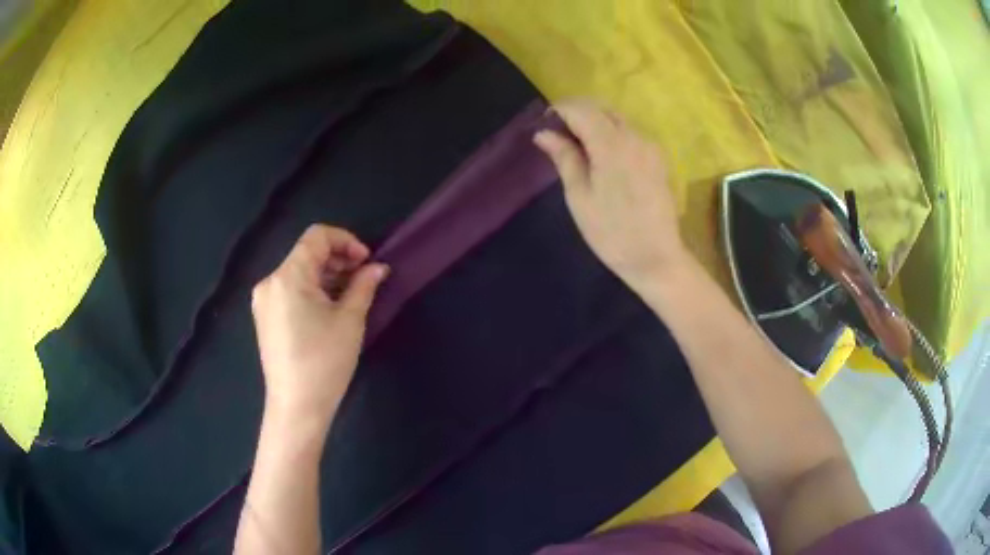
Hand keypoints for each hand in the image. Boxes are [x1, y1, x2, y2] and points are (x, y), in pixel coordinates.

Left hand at [251, 225, 388, 428]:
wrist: (297, 407)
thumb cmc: (324, 362)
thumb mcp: (349, 320)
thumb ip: (364, 286)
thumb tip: (378, 267)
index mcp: (288, 276)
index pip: (316, 237)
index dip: (346, 241)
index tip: (366, 262)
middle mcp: (270, 282)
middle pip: (306, 253)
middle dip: (338, 259)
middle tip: (364, 279)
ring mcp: (264, 301)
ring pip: (299, 272)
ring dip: (326, 276)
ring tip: (350, 296)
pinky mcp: (265, 317)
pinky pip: (290, 290)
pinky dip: (312, 290)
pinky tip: (330, 309)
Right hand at [534, 100, 686, 288]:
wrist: (656, 258)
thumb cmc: (612, 233)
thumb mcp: (579, 197)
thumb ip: (564, 157)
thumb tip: (544, 133)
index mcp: (612, 145)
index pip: (581, 109)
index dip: (559, 111)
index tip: (543, 125)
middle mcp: (635, 136)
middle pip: (601, 109)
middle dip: (576, 114)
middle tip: (557, 137)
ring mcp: (650, 146)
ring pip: (616, 119)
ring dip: (594, 123)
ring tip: (577, 148)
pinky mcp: (658, 158)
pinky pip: (630, 133)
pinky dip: (611, 134)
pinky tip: (602, 157)